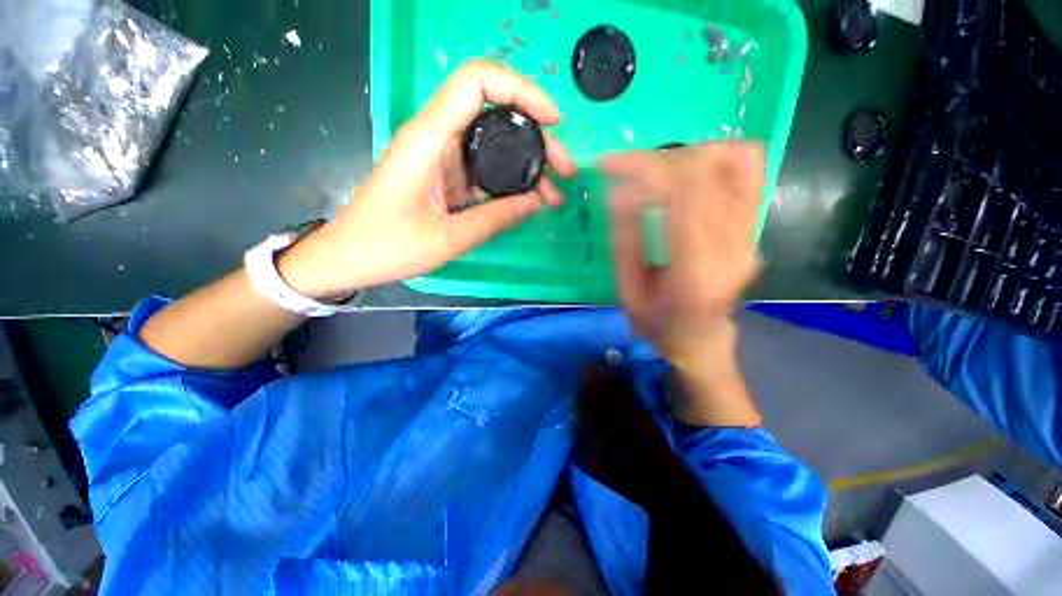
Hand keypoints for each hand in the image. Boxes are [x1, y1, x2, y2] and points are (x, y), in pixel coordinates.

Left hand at [280, 61, 576, 299]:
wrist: (350, 257)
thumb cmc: (389, 245)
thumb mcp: (448, 238)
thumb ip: (495, 218)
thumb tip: (536, 203)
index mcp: (429, 138)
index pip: (478, 82)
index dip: (521, 90)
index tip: (553, 121)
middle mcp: (437, 138)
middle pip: (496, 114)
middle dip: (538, 138)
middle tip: (565, 171)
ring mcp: (443, 158)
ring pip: (495, 146)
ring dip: (528, 166)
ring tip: (554, 195)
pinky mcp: (446, 178)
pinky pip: (485, 171)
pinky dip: (510, 183)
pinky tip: (530, 201)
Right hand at [600, 142, 764, 425]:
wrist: (700, 338)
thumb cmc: (657, 323)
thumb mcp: (627, 292)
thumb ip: (624, 242)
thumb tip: (618, 190)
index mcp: (696, 272)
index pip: (684, 194)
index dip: (645, 167)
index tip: (609, 165)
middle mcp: (734, 248)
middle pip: (707, 170)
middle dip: (657, 159)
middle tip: (623, 169)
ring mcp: (751, 235)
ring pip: (735, 161)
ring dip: (687, 155)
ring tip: (656, 171)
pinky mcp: (754, 227)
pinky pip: (747, 171)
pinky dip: (714, 159)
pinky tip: (685, 174)